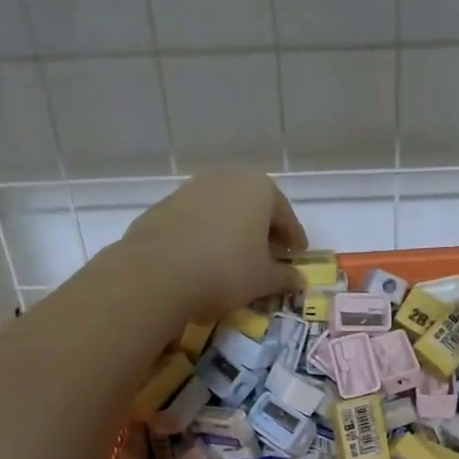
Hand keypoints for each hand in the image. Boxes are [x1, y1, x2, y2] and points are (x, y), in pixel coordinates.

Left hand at [120, 168, 308, 318]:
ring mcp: (192, 188)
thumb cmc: (226, 270)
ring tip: (236, 257)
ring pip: (223, 209)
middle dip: (263, 229)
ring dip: (233, 230)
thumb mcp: (263, 279)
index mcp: (259, 188)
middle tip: (270, 254)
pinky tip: (205, 257)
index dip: (294, 238)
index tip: (298, 255)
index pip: (285, 215)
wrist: (158, 272)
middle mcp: (227, 178)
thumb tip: (299, 280)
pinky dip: (206, 234)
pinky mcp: (164, 205)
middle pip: (254, 206)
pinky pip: (197, 219)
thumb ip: (284, 277)